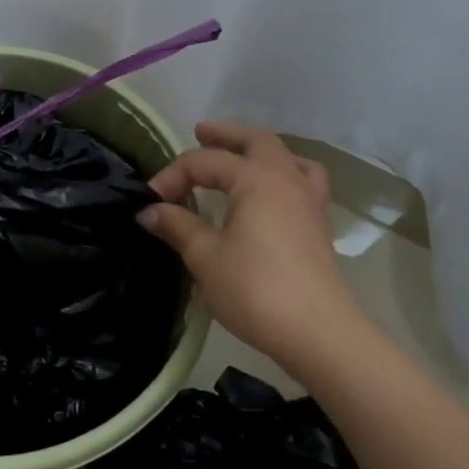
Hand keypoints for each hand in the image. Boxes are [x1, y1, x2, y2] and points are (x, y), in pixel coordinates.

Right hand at [137, 123, 367, 373]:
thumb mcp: (205, 257)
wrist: (319, 334)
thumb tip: (149, 211)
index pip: (205, 162)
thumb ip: (177, 226)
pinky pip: (303, 183)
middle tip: (200, 133)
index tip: (150, 202)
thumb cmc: (256, 289)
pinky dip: (284, 176)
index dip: (173, 176)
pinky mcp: (318, 228)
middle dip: (226, 136)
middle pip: (257, 142)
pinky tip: (270, 196)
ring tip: (242, 158)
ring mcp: (309, 203)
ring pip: (288, 159)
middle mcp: (287, 180)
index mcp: (257, 179)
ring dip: (261, 152)